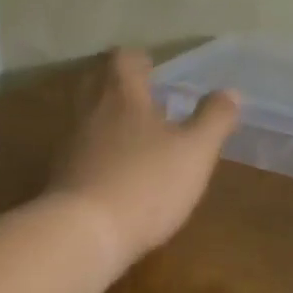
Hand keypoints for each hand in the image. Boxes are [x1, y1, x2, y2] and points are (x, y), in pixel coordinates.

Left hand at [49, 48, 239, 267]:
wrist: (85, 233)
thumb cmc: (148, 183)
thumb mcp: (196, 151)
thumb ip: (214, 119)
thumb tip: (230, 92)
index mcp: (123, 96)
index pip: (124, 59)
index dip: (141, 61)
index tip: (157, 72)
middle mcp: (90, 111)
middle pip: (98, 82)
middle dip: (121, 86)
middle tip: (147, 99)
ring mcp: (71, 144)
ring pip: (89, 117)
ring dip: (110, 120)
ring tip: (139, 138)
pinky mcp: (62, 175)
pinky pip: (82, 150)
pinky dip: (100, 152)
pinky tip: (120, 172)